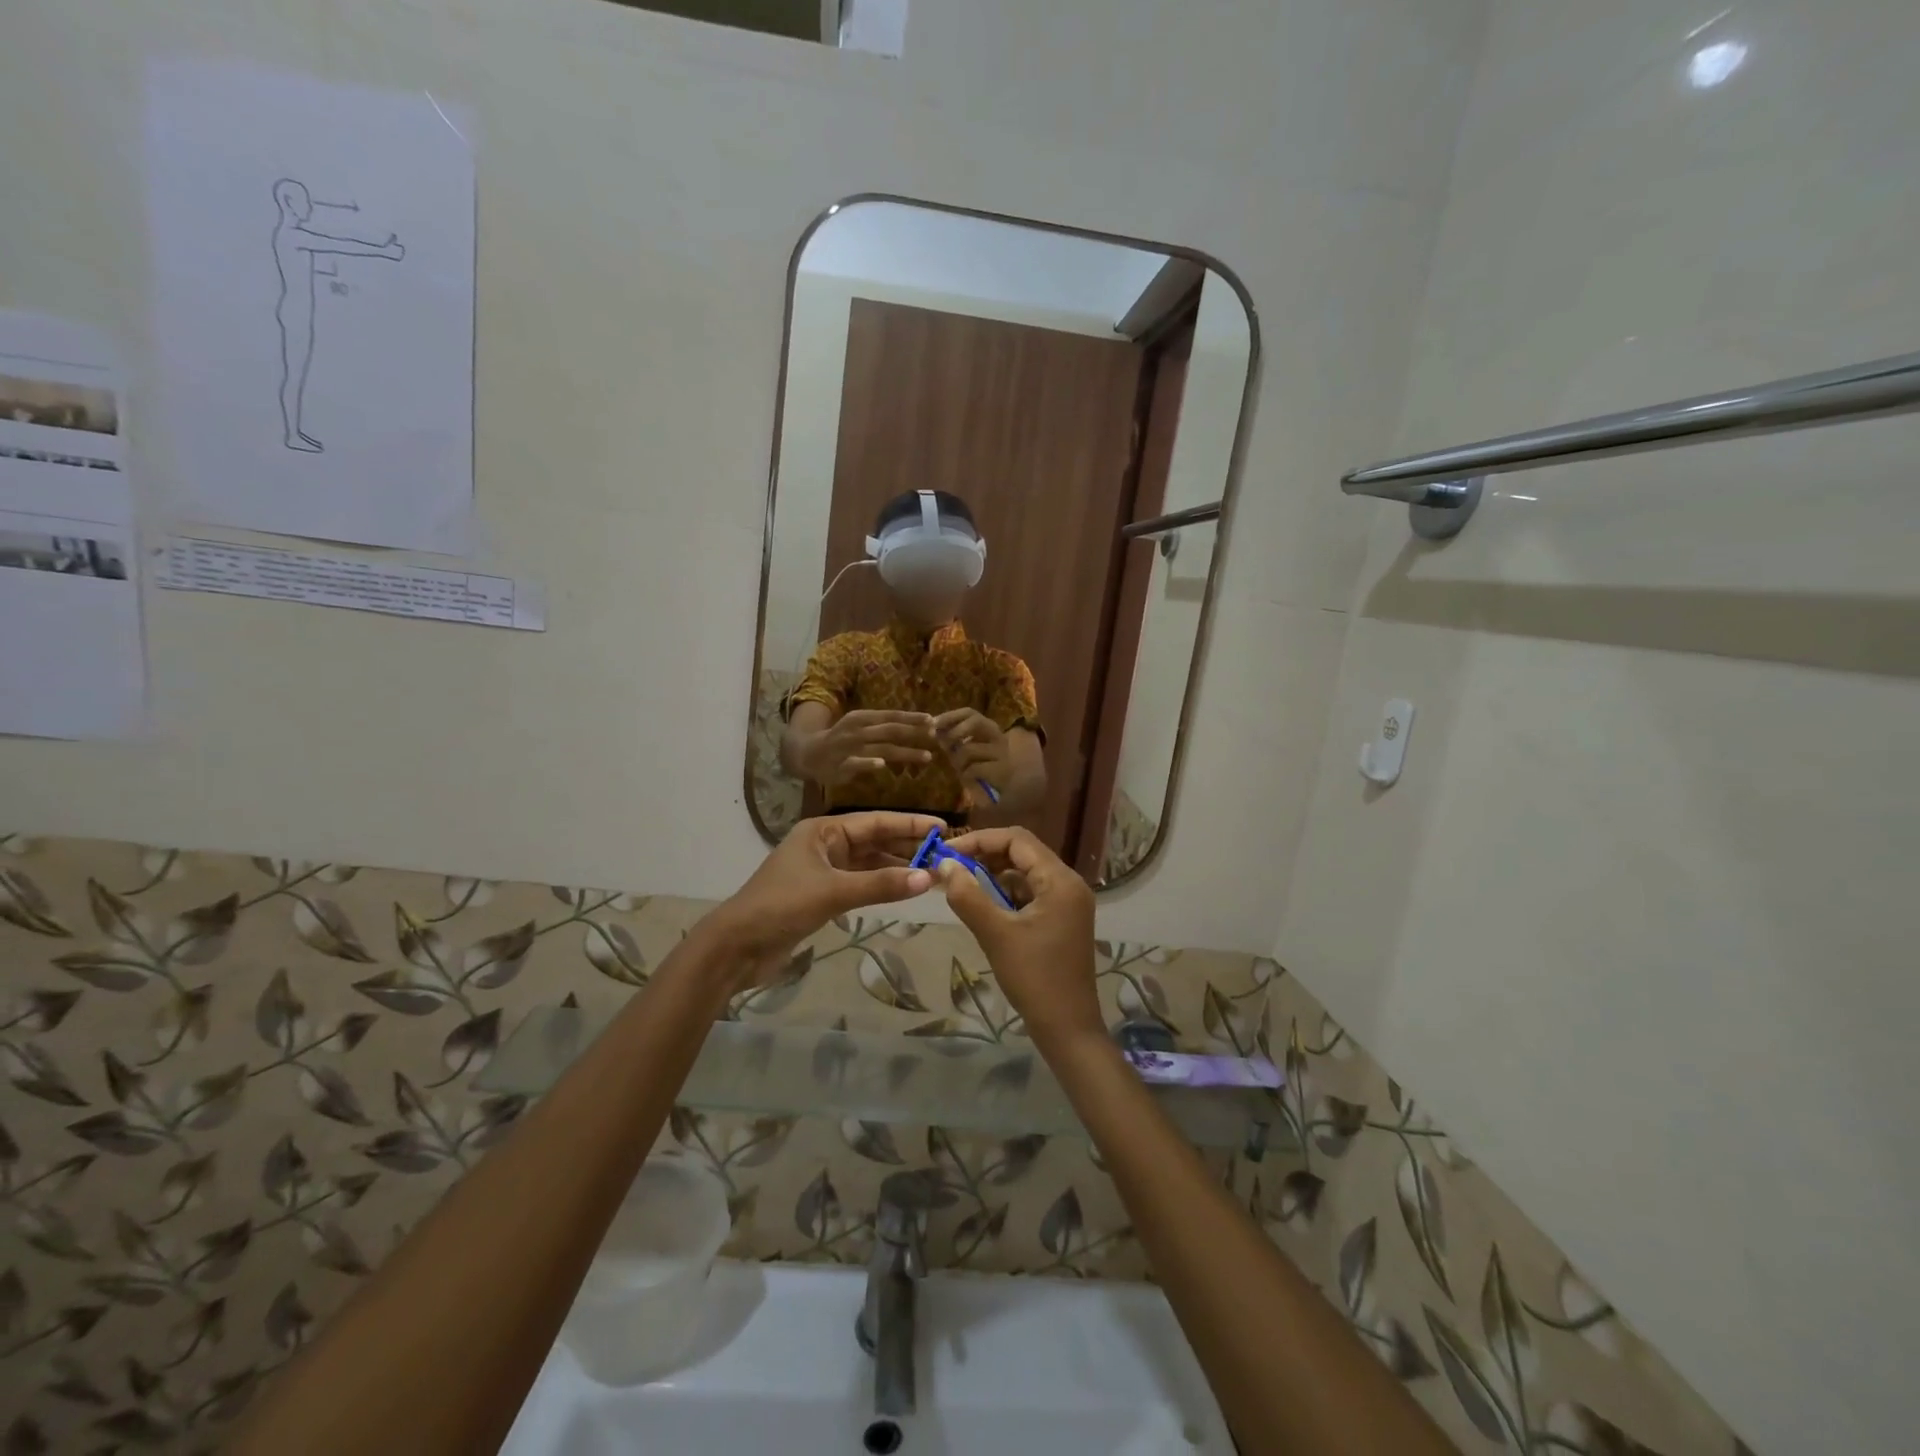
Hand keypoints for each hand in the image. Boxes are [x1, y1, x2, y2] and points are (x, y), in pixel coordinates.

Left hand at [705, 813, 939, 985]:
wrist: (736, 947)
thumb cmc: (781, 907)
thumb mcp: (834, 893)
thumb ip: (881, 885)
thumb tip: (927, 878)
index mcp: (822, 831)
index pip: (875, 821)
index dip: (909, 824)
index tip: (942, 828)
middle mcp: (825, 845)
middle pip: (874, 840)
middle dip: (907, 846)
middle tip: (945, 854)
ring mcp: (823, 871)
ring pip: (869, 864)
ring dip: (897, 868)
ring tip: (932, 873)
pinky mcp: (822, 895)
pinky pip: (860, 884)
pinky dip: (882, 886)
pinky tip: (904, 890)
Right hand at [802, 710, 937, 785]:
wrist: (809, 753)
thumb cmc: (842, 739)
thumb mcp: (861, 727)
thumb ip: (883, 728)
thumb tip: (915, 727)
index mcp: (862, 717)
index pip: (891, 716)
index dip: (912, 718)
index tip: (933, 720)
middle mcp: (857, 730)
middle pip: (890, 730)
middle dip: (914, 732)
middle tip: (935, 736)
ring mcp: (849, 747)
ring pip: (881, 748)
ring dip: (905, 752)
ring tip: (926, 756)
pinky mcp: (842, 765)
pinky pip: (857, 763)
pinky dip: (869, 763)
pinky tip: (882, 765)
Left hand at [932, 708, 1012, 804]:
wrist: (1012, 789)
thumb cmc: (985, 768)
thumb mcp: (968, 751)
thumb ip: (955, 740)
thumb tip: (936, 731)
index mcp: (989, 729)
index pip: (969, 713)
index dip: (950, 715)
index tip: (933, 722)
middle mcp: (998, 736)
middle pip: (976, 721)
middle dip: (955, 731)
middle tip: (944, 745)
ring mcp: (1001, 753)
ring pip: (968, 749)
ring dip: (957, 760)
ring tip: (959, 769)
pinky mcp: (1002, 771)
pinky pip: (973, 768)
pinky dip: (965, 774)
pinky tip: (969, 779)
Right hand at [934, 827, 1102, 1044]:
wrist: (1068, 1028)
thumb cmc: (1034, 978)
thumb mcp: (996, 935)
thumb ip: (968, 896)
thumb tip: (945, 865)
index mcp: (1060, 880)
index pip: (1017, 839)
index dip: (980, 840)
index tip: (948, 853)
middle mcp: (1069, 883)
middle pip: (1023, 853)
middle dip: (985, 856)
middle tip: (951, 868)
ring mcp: (1068, 902)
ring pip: (1025, 873)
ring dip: (994, 875)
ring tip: (961, 886)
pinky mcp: (1062, 919)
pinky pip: (1031, 893)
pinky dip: (1006, 894)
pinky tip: (984, 906)